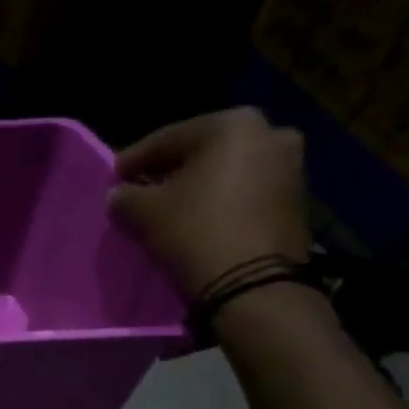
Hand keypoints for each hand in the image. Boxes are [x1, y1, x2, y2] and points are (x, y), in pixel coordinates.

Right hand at [108, 107, 309, 300]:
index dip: (133, 160)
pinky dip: (220, 200)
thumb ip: (124, 196)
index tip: (112, 179)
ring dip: (196, 186)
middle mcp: (269, 132)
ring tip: (169, 209)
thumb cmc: (194, 232)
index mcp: (231, 124)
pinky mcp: (296, 199)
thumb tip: (119, 194)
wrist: (253, 284)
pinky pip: (245, 191)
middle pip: (200, 152)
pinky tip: (199, 219)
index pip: (166, 139)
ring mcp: (290, 165)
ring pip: (226, 171)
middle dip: (168, 172)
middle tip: (140, 192)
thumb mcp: (143, 213)